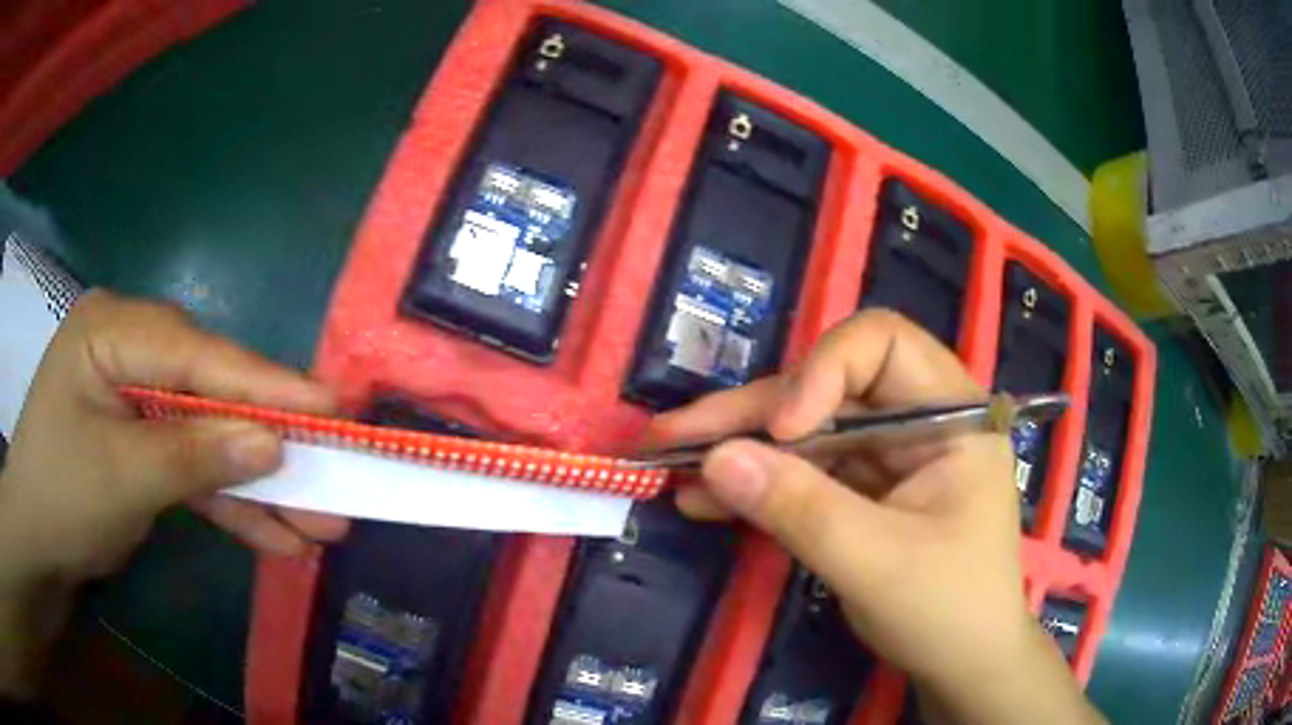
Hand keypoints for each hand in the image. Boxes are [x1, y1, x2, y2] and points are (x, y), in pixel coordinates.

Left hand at [0, 290, 347, 585]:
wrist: (37, 544)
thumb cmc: (59, 494)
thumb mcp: (120, 477)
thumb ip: (192, 454)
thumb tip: (271, 442)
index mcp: (114, 331)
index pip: (198, 354)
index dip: (265, 383)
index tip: (333, 405)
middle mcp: (132, 352)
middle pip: (213, 393)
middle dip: (271, 444)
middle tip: (337, 473)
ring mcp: (142, 400)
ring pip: (211, 438)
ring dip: (261, 486)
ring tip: (320, 523)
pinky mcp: (148, 443)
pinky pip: (196, 469)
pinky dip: (233, 505)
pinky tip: (276, 537)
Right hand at [648, 311, 1101, 724]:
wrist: (963, 665)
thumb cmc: (948, 610)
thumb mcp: (877, 563)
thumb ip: (801, 510)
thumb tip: (715, 459)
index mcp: (952, 414)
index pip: (882, 345)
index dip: (823, 371)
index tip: (781, 431)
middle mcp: (918, 421)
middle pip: (827, 391)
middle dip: (750, 414)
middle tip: (671, 435)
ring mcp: (887, 457)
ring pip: (805, 432)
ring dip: (738, 449)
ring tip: (667, 462)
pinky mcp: (861, 492)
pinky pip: (802, 474)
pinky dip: (755, 486)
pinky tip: (704, 498)